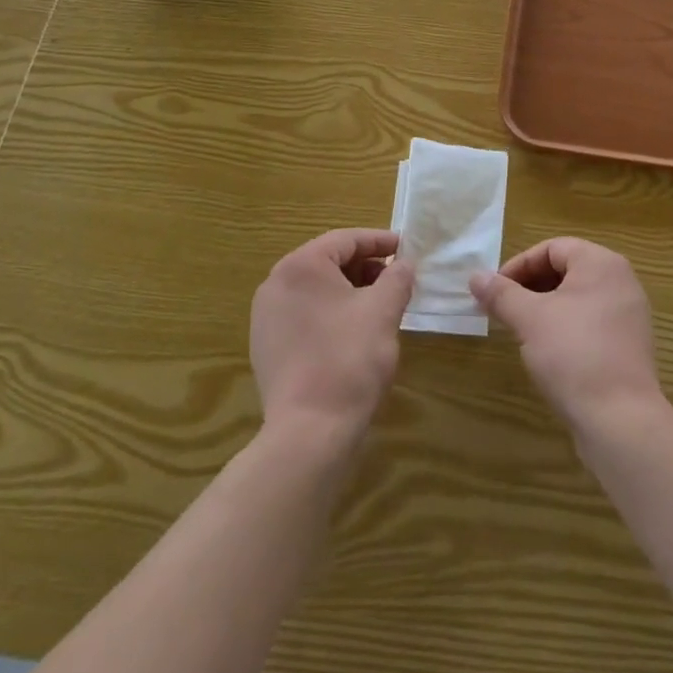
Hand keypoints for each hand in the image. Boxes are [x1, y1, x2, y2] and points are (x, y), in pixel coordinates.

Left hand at [251, 228, 414, 448]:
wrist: (309, 432)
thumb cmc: (349, 358)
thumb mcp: (384, 310)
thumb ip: (397, 277)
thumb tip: (404, 264)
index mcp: (300, 266)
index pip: (346, 240)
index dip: (380, 241)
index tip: (406, 248)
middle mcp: (275, 284)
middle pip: (328, 262)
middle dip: (365, 267)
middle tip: (396, 279)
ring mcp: (266, 317)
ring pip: (316, 290)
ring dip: (349, 291)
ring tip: (380, 306)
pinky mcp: (267, 347)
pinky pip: (304, 315)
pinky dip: (331, 313)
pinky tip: (354, 333)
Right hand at [470, 238, 663, 436]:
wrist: (621, 421)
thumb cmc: (573, 354)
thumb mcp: (529, 319)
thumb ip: (501, 294)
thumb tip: (476, 277)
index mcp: (601, 263)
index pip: (552, 248)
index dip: (519, 265)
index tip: (495, 291)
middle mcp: (621, 281)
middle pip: (565, 270)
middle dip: (530, 287)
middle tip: (504, 310)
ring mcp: (629, 315)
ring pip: (577, 298)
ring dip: (545, 308)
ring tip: (521, 331)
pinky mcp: (629, 346)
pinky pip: (591, 323)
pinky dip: (565, 328)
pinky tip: (548, 353)